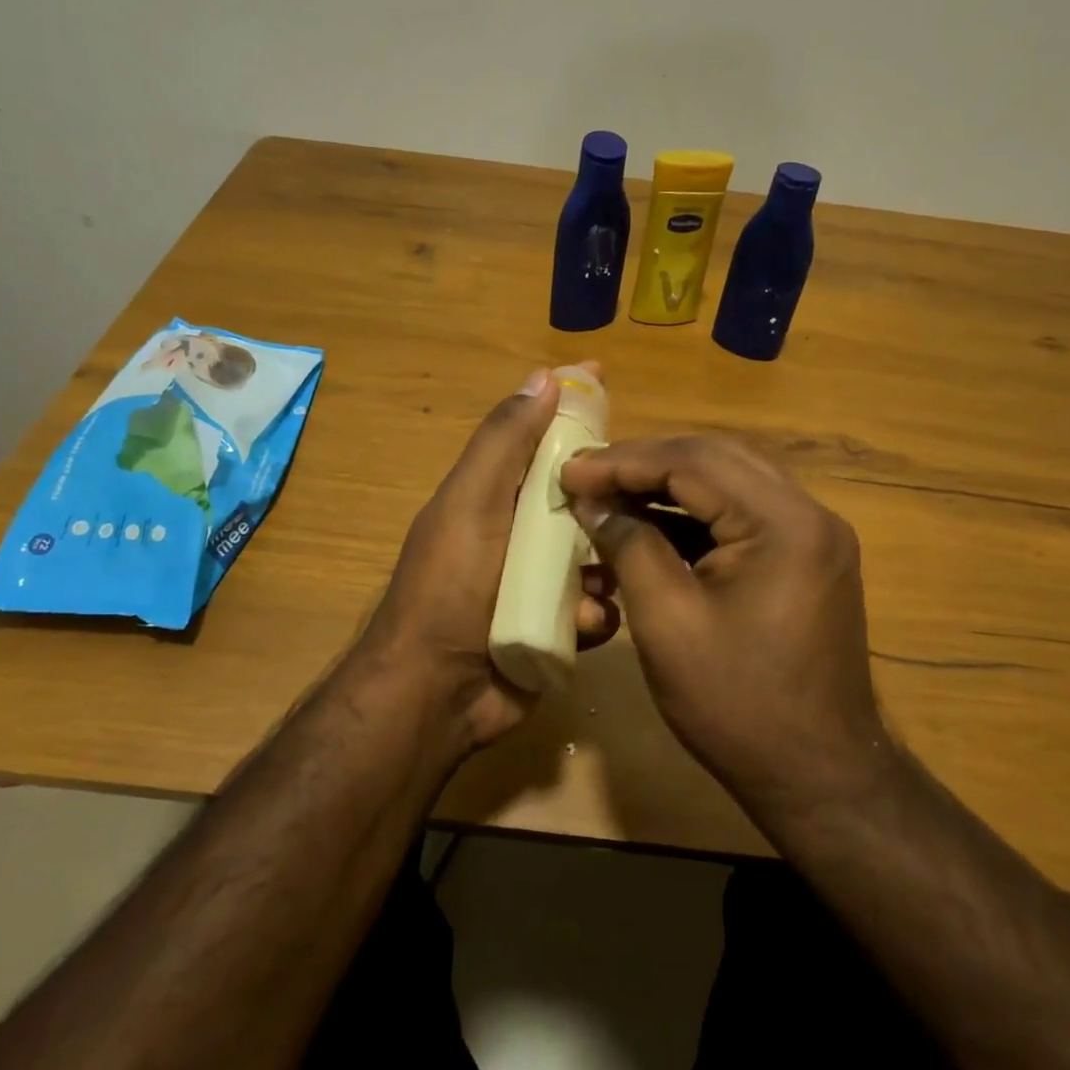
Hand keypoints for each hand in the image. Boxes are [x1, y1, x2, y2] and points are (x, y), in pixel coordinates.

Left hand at [357, 367, 618, 750]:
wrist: (435, 693)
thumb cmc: (451, 586)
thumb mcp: (472, 502)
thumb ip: (505, 443)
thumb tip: (543, 376)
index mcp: (497, 495)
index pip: (542, 437)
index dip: (572, 407)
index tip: (605, 378)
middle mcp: (521, 533)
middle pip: (582, 496)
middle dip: (607, 500)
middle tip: (634, 505)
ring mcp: (540, 583)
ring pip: (599, 554)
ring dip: (606, 564)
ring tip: (595, 583)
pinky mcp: (557, 628)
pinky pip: (598, 607)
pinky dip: (596, 614)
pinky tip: (584, 626)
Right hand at [560, 435, 889, 816]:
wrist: (819, 778)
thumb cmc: (738, 705)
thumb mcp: (667, 621)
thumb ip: (629, 545)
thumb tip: (593, 501)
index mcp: (783, 522)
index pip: (693, 462)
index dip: (623, 462)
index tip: (569, 470)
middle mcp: (809, 513)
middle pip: (715, 459)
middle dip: (645, 463)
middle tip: (587, 475)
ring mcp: (813, 535)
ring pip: (730, 481)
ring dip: (668, 484)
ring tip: (610, 493)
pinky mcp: (806, 557)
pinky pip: (743, 515)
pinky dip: (694, 515)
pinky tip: (650, 523)